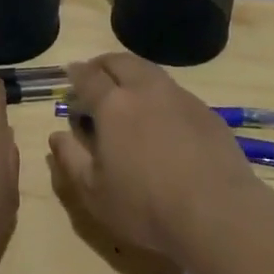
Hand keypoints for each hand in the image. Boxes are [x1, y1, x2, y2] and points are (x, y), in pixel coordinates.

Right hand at [48, 53, 262, 260]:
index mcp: (113, 104)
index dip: (76, 75)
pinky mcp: (206, 111)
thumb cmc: (145, 205)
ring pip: (150, 71)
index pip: (89, 77)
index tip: (69, 76)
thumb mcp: (95, 193)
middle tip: (95, 75)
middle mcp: (146, 89)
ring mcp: (179, 96)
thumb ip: (71, 159)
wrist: (217, 211)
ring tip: (127, 91)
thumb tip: (57, 135)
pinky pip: (175, 91)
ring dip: (132, 74)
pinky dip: (159, 94)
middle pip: (120, 61)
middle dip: (103, 64)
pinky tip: (162, 116)